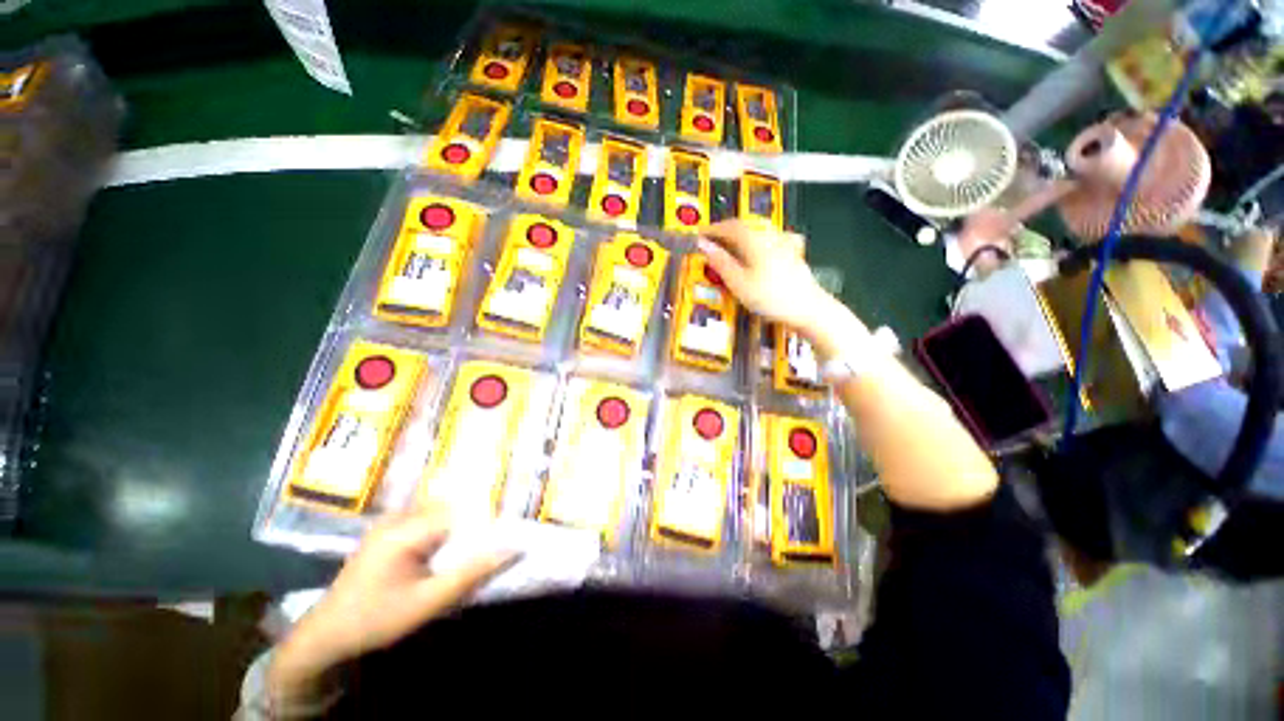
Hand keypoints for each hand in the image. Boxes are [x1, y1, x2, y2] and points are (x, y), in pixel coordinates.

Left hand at [269, 510, 517, 703]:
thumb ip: (469, 574)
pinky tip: (452, 543)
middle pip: (450, 505)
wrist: (325, 634)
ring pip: (439, 510)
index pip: (459, 511)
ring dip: (460, 521)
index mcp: (404, 531)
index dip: (485, 516)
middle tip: (501, 527)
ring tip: (482, 534)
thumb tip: (511, 549)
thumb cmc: (376, 619)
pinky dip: (444, 526)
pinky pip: (425, 518)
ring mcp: (389, 522)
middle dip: (475, 516)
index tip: (509, 525)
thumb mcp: (426, 603)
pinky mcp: (387, 530)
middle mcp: (397, 518)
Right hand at [697, 220, 832, 330]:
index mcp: (755, 240)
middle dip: (727, 230)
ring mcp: (784, 244)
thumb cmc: (772, 297)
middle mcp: (770, 237)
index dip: (713, 229)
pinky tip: (759, 248)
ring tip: (731, 244)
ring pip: (758, 231)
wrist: (808, 309)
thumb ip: (721, 263)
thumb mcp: (739, 283)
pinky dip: (757, 241)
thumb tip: (704, 245)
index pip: (730, 226)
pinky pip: (770, 239)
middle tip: (713, 239)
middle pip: (745, 225)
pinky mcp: (792, 254)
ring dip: (741, 234)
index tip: (700, 234)